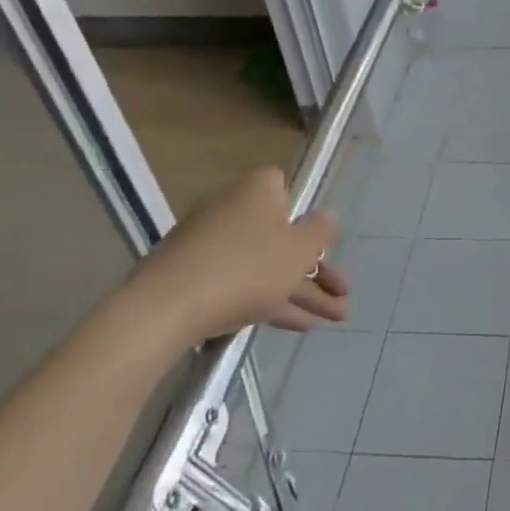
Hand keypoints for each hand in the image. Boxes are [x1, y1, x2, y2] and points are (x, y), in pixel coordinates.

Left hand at [111, 168, 348, 354]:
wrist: (167, 307)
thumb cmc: (248, 267)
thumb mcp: (300, 249)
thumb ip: (321, 231)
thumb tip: (326, 217)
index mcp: (257, 191)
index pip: (284, 186)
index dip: (304, 210)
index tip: (321, 237)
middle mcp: (232, 209)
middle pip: (282, 235)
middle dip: (317, 268)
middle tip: (342, 293)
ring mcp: (210, 245)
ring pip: (266, 265)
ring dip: (302, 291)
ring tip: (334, 319)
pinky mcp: (194, 277)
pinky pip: (242, 283)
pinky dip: (270, 300)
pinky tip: (297, 324)